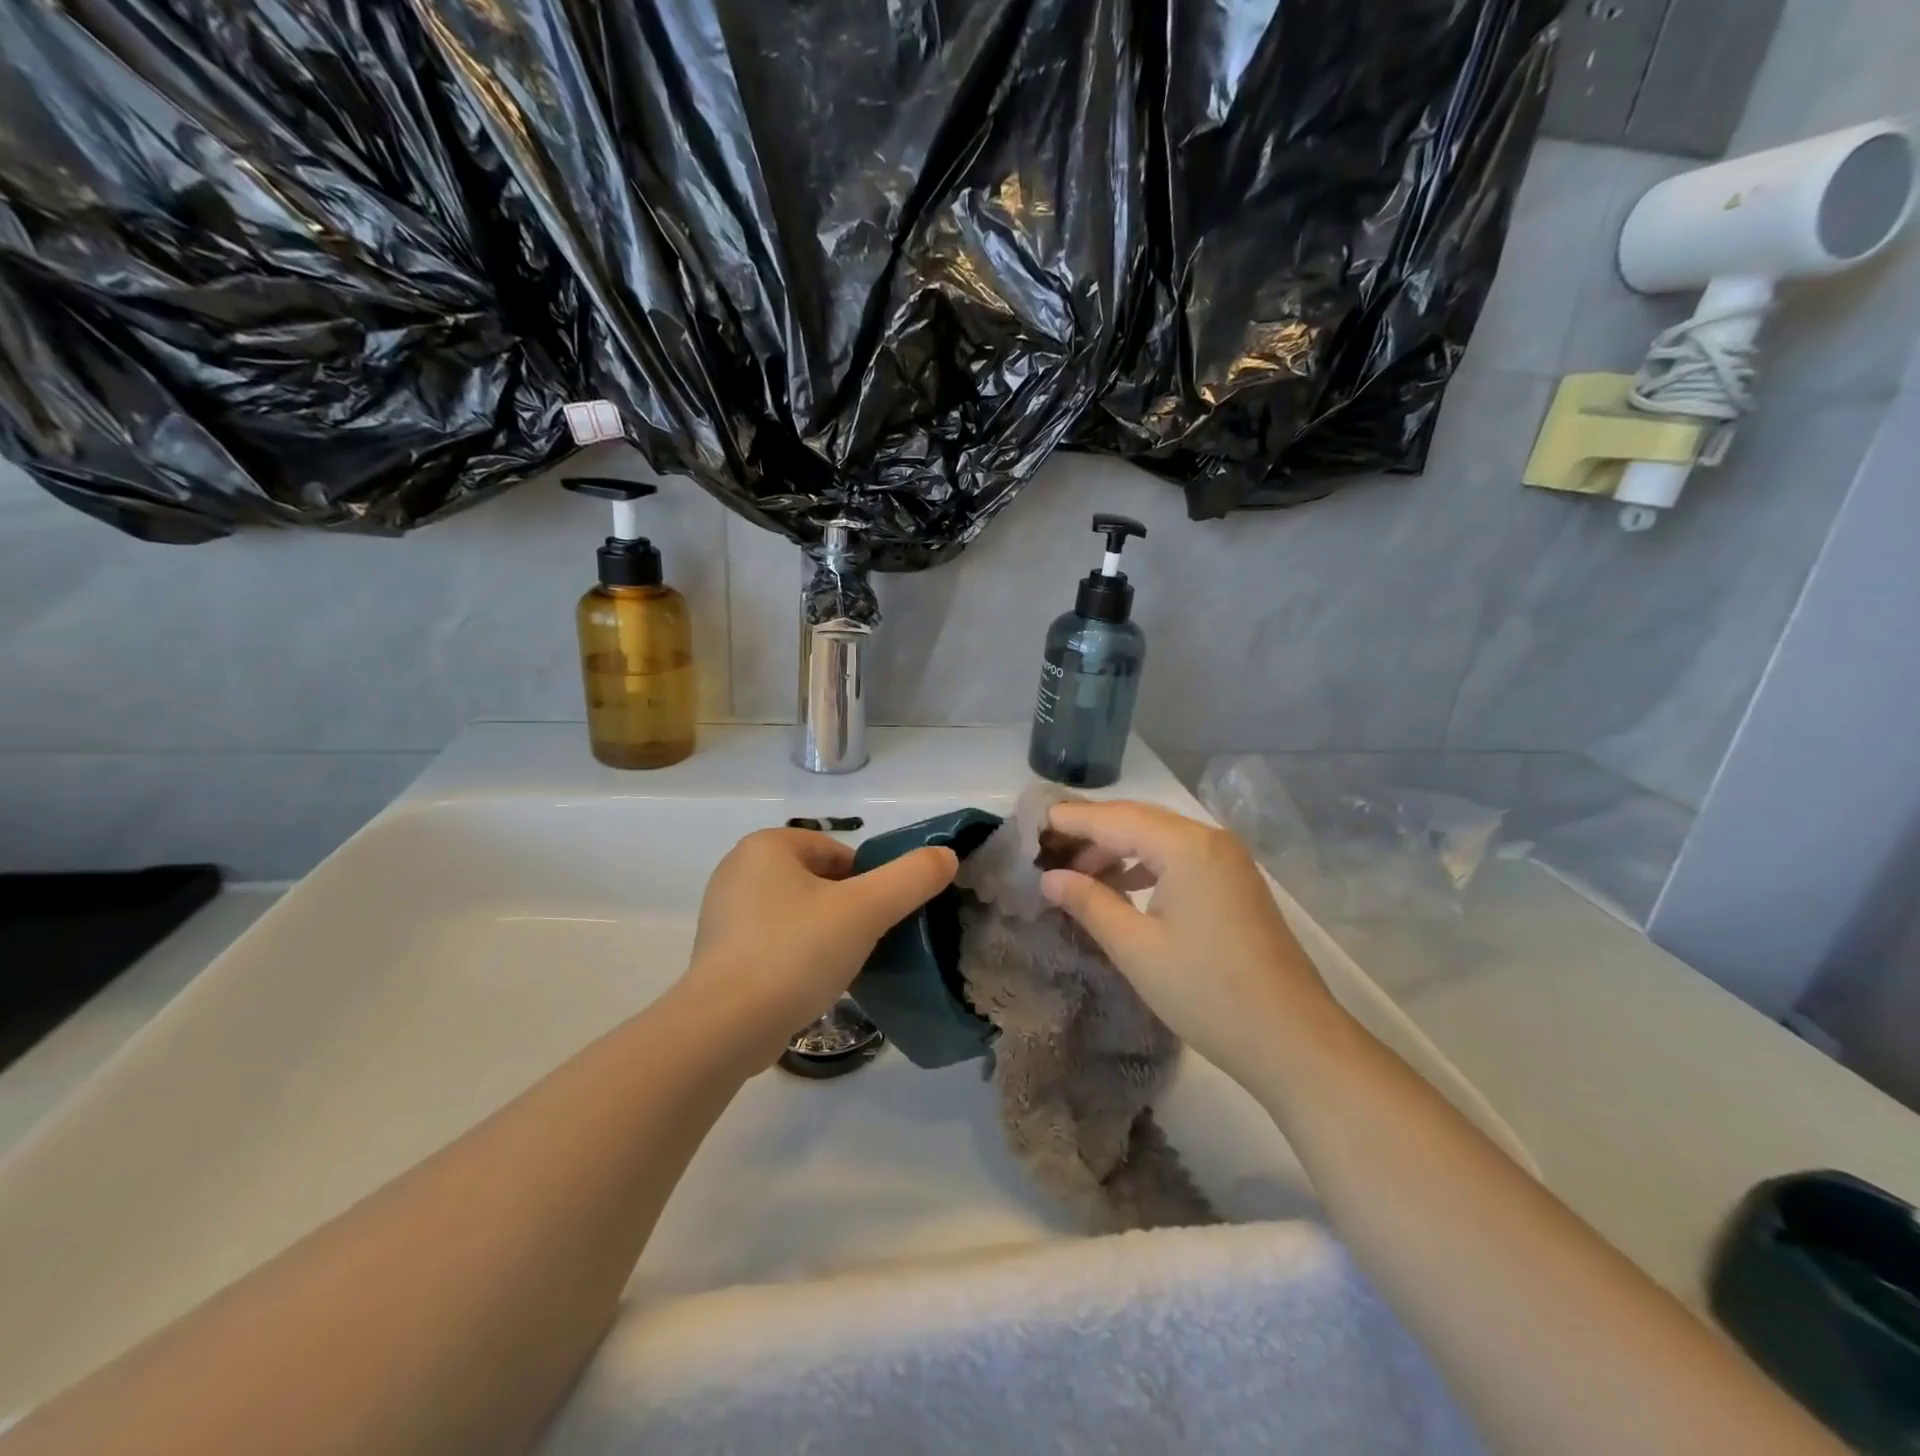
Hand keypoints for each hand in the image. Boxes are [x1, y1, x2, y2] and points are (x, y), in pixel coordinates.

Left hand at [684, 829, 957, 1051]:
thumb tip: (946, 855)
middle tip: (864, 943)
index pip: (837, 852)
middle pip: (819, 882)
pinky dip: (796, 957)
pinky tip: (809, 984)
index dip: (867, 883)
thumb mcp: (866, 910)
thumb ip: (912, 878)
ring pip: (797, 914)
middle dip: (846, 909)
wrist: (725, 1028)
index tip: (878, 918)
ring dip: (823, 934)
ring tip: (839, 967)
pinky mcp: (718, 954)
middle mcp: (738, 870)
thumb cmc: (796, 953)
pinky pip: (773, 943)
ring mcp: (723, 913)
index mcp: (766, 846)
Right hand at [1039, 800, 1340, 1096]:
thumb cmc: (1207, 992)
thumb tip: (1049, 878)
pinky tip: (1121, 887)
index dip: (1069, 820)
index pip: (1113, 818)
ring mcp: (1227, 860)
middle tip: (1046, 850)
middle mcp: (1209, 839)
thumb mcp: (1136, 948)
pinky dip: (1144, 865)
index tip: (1029, 825)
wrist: (1293, 1040)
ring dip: (1117, 849)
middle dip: (1090, 832)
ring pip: (1158, 838)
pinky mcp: (1235, 883)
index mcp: (1185, 846)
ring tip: (1077, 873)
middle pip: (1137, 819)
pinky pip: (1179, 857)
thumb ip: (1089, 903)